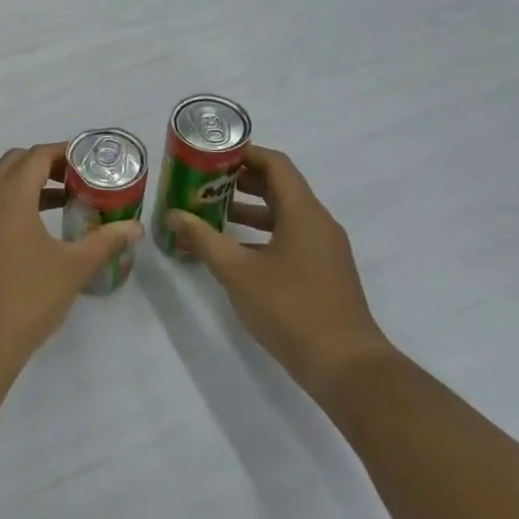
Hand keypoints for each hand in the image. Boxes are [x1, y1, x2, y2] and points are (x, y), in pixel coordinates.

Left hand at [0, 143, 143, 367]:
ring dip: (24, 190)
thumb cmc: (26, 298)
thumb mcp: (73, 268)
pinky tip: (26, 242)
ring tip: (57, 209)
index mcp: (7, 196)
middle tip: (75, 182)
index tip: (88, 161)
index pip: (36, 156)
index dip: (63, 153)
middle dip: (43, 166)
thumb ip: (105, 242)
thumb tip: (135, 228)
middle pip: (12, 165)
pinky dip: (6, 213)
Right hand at [164, 145, 392, 397]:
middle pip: (279, 187)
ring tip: (210, 213)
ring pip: (283, 215)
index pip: (275, 165)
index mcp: (304, 213)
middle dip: (240, 181)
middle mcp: (318, 223)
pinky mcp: (322, 272)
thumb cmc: (290, 308)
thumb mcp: (237, 271)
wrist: (344, 365)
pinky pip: (288, 238)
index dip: (244, 153)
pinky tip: (232, 252)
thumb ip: (204, 239)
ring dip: (248, 210)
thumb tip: (174, 214)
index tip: (211, 154)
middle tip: (203, 182)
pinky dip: (260, 236)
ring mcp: (323, 249)